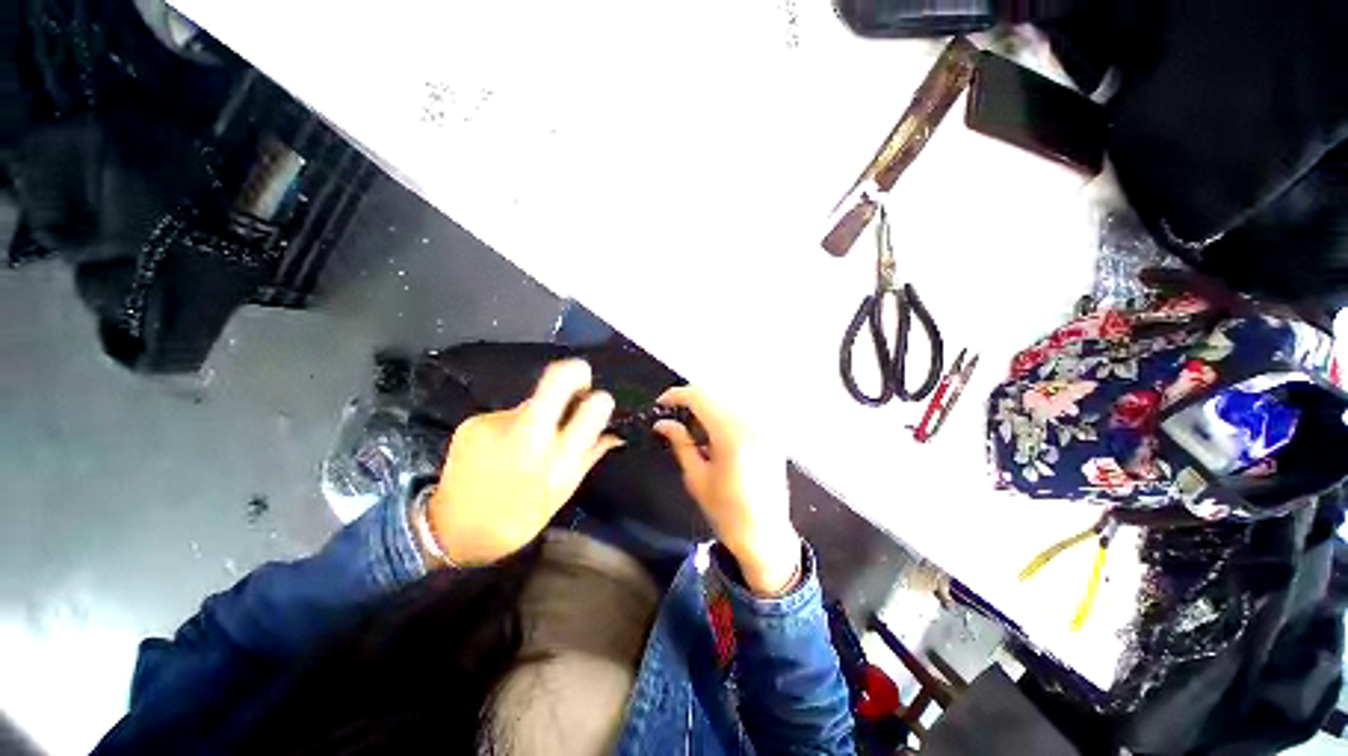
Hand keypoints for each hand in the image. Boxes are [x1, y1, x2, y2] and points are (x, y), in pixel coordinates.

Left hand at [428, 360, 620, 565]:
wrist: (450, 531)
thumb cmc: (517, 519)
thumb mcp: (562, 491)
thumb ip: (590, 455)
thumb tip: (615, 433)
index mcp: (556, 455)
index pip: (592, 407)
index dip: (600, 400)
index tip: (598, 403)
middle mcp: (527, 429)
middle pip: (558, 378)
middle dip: (575, 373)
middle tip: (580, 387)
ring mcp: (497, 421)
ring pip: (532, 402)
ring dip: (540, 414)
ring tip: (528, 444)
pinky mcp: (474, 421)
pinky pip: (508, 415)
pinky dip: (515, 425)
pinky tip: (503, 449)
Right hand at [654, 386, 800, 595]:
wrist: (765, 534)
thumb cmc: (726, 512)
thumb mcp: (696, 478)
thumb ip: (680, 443)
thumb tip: (662, 423)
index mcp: (731, 434)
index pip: (699, 397)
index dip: (676, 395)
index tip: (661, 404)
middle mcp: (751, 422)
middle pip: (714, 392)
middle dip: (690, 399)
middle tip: (673, 416)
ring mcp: (764, 425)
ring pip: (728, 397)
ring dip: (707, 404)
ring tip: (692, 426)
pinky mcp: (770, 431)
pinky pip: (742, 409)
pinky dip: (723, 412)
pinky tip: (714, 431)